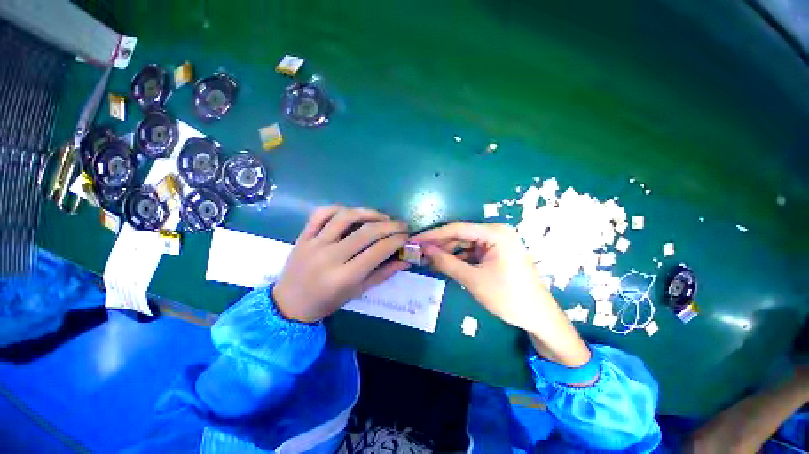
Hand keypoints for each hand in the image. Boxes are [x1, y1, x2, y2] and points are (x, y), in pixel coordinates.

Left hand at [274, 206, 409, 322]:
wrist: (290, 303)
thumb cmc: (327, 302)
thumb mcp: (358, 292)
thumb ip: (383, 274)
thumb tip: (406, 259)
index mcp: (344, 276)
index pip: (378, 251)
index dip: (397, 240)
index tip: (407, 236)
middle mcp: (330, 257)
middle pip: (366, 232)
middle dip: (390, 225)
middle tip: (402, 225)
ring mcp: (314, 243)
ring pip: (345, 217)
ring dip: (369, 213)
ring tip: (382, 217)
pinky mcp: (303, 235)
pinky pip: (322, 213)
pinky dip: (340, 208)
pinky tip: (352, 213)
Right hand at [412, 223, 589, 366]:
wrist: (537, 317)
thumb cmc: (507, 297)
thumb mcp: (472, 279)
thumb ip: (446, 262)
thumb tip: (424, 249)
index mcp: (495, 233)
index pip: (457, 229)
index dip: (433, 235)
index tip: (414, 240)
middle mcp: (496, 232)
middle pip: (460, 235)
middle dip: (439, 244)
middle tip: (418, 252)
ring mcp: (496, 242)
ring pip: (464, 243)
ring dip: (447, 252)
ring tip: (427, 259)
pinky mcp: (495, 253)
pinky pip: (471, 251)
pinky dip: (458, 258)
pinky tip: (443, 264)